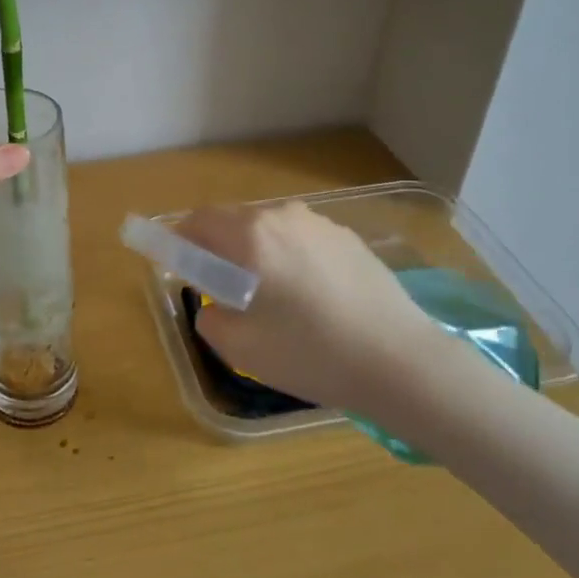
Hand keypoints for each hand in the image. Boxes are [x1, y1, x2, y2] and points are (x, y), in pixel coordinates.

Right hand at [176, 202, 443, 413]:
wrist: (400, 360)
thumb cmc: (311, 353)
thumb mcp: (241, 348)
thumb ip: (210, 318)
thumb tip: (214, 305)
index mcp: (250, 235)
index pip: (198, 220)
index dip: (180, 240)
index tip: (178, 265)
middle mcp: (284, 217)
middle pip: (234, 221)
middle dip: (217, 247)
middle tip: (220, 287)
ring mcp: (321, 225)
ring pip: (270, 229)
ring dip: (255, 251)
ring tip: (268, 295)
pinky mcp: (349, 239)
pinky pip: (301, 240)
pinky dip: (289, 257)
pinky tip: (307, 297)